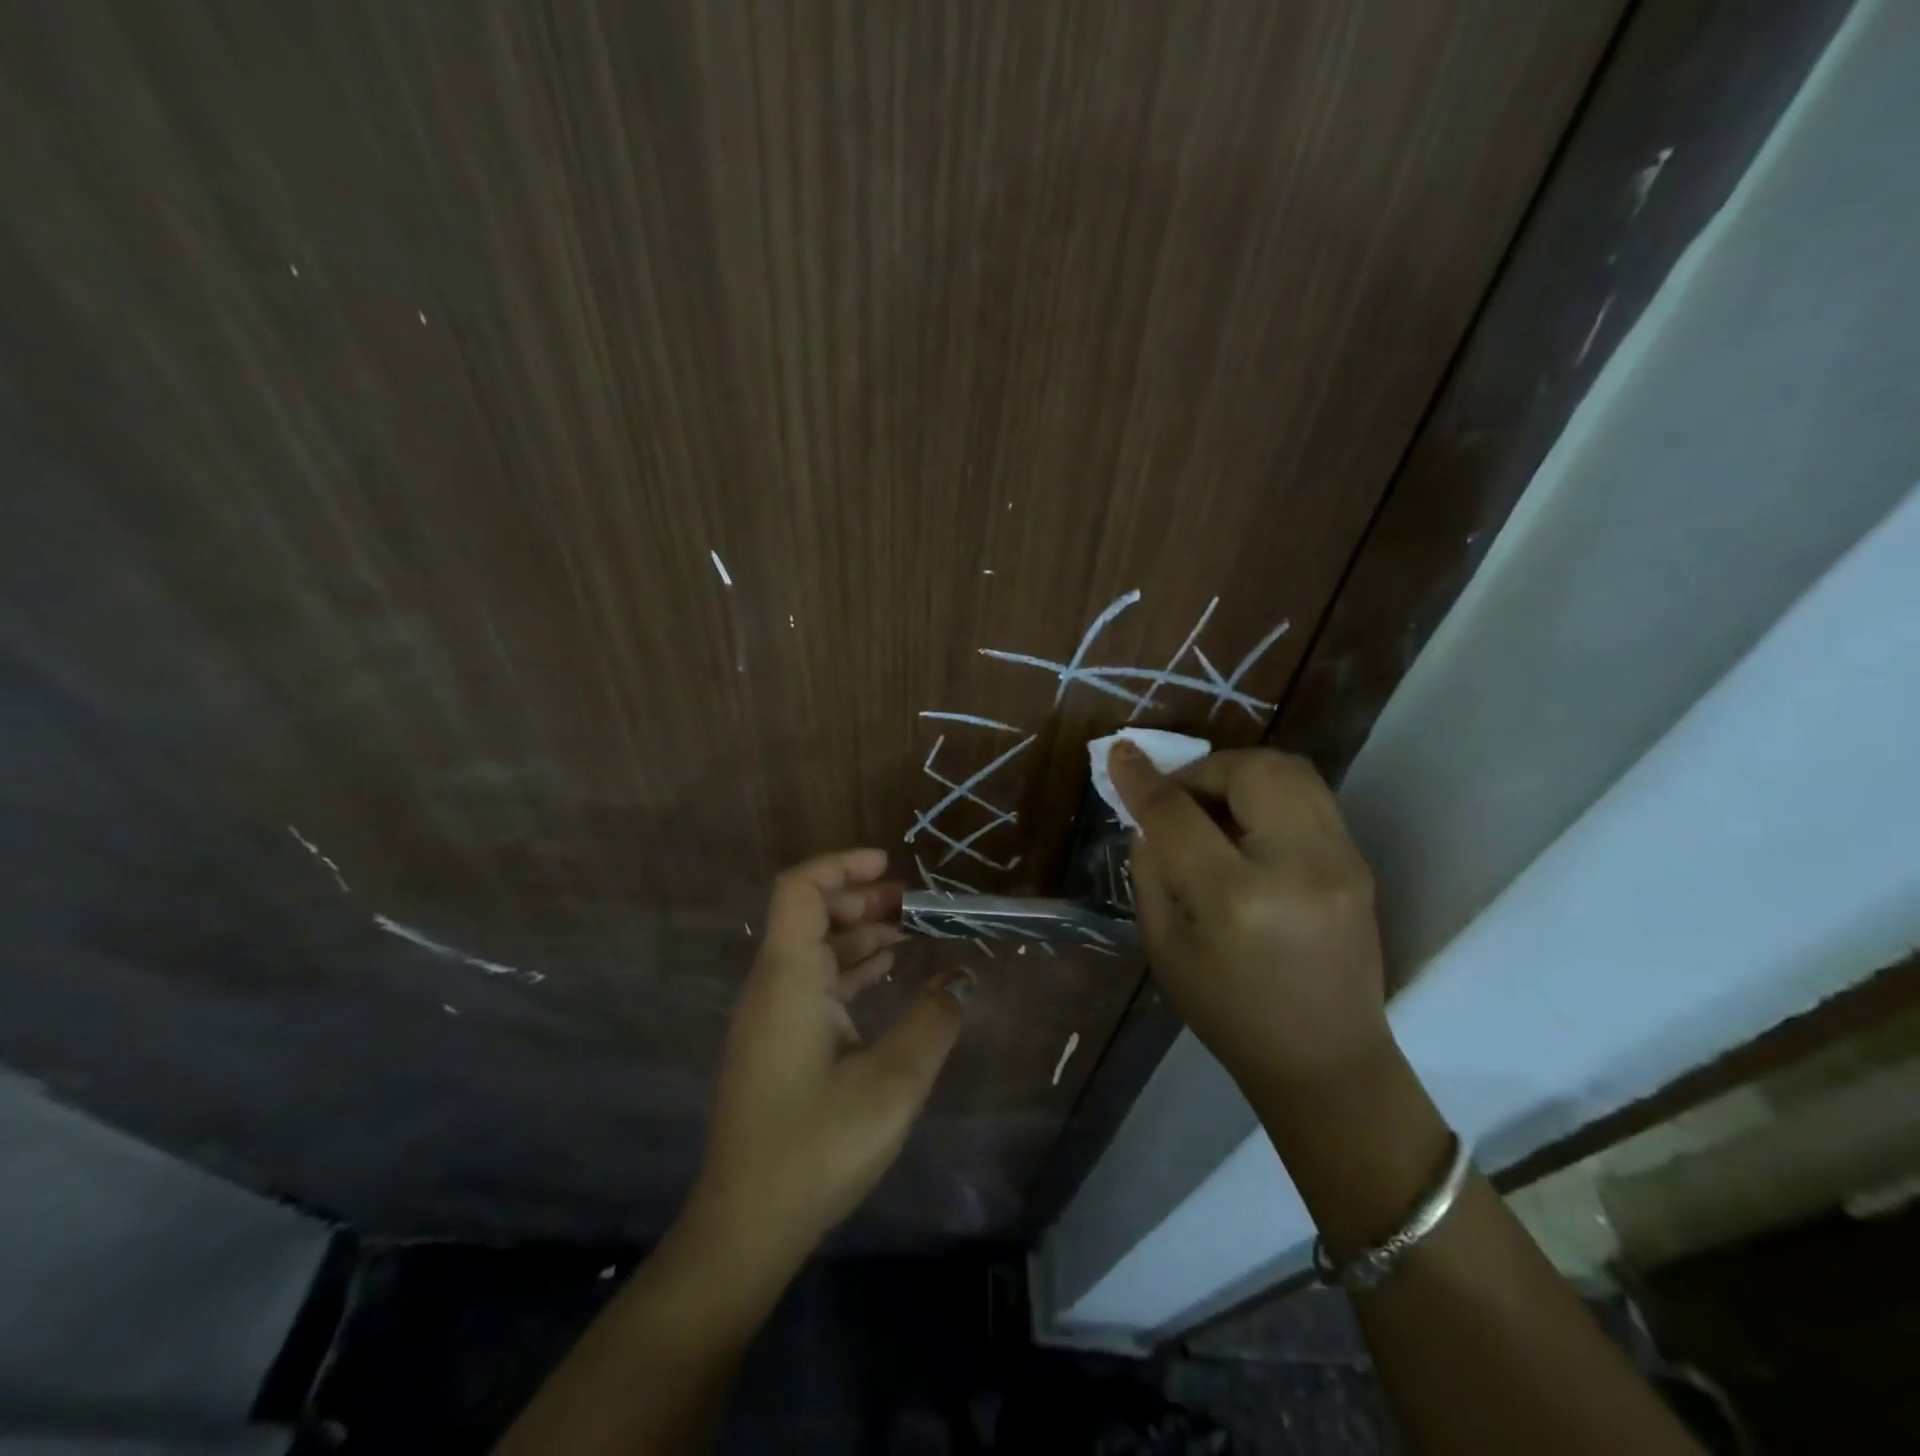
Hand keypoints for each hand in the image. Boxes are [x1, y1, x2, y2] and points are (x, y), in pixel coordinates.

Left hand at [686, 849, 970, 1262]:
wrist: (747, 1227)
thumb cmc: (817, 1146)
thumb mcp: (892, 1083)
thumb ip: (932, 1022)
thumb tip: (959, 980)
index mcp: (789, 978)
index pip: (801, 890)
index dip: (842, 866)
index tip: (889, 866)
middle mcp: (772, 986)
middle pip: (809, 915)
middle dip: (861, 899)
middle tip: (913, 904)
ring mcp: (771, 1017)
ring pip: (813, 951)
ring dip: (858, 935)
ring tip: (910, 933)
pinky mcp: (776, 1044)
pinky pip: (813, 984)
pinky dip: (849, 970)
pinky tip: (886, 977)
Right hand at [1108, 744, 1389, 1092]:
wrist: (1326, 1060)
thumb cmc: (1228, 1014)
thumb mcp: (1164, 947)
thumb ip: (1151, 872)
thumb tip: (1148, 817)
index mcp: (1236, 900)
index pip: (1179, 815)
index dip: (1143, 779)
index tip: (1119, 754)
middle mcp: (1298, 867)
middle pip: (1250, 770)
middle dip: (1203, 769)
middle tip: (1178, 795)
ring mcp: (1341, 861)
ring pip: (1289, 770)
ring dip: (1239, 773)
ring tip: (1213, 805)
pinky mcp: (1359, 862)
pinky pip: (1309, 795)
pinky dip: (1268, 792)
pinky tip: (1247, 827)